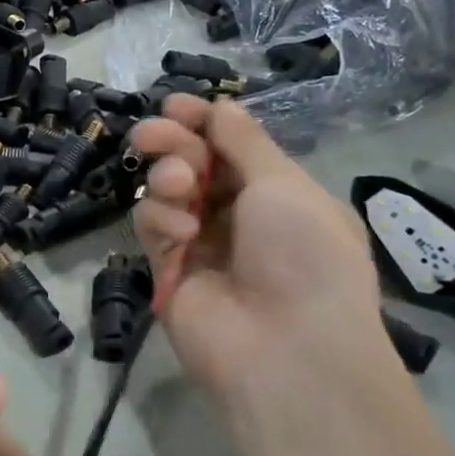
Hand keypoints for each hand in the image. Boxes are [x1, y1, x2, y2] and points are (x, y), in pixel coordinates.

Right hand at [132, 96, 391, 405]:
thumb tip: (221, 105)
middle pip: (193, 161)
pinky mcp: (168, 268)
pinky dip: (162, 219)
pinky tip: (181, 233)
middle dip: (172, 141)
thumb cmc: (303, 254)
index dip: (203, 122)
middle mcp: (238, 214)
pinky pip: (153, 225)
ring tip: (180, 185)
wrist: (286, 350)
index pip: (231, 145)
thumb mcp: (284, 184)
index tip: (175, 105)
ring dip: (169, 177)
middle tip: (151, 134)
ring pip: (167, 190)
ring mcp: (201, 242)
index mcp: (278, 193)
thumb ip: (242, 141)